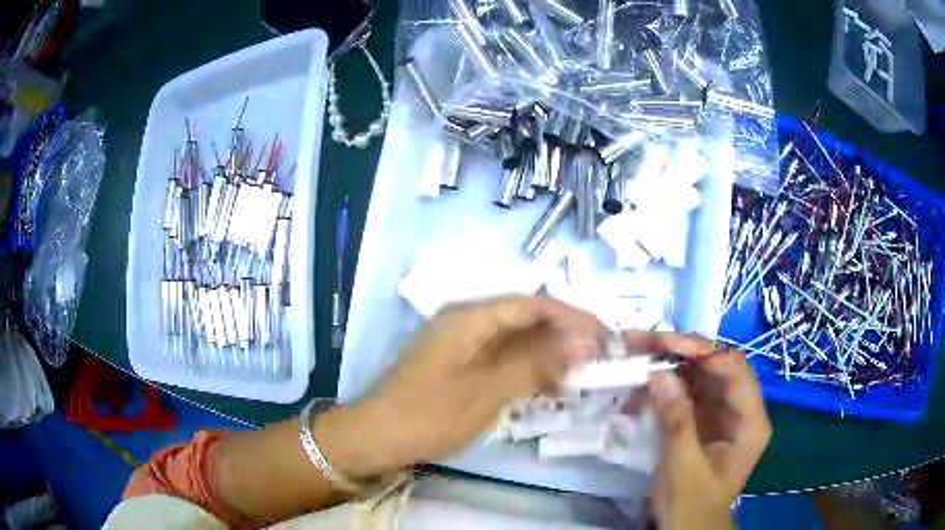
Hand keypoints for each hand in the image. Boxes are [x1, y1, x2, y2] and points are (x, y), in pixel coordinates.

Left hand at [315, 297, 603, 478]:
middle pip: (526, 320)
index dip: (572, 316)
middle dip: (563, 336)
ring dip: (547, 355)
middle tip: (599, 356)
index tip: (604, 333)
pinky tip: (547, 385)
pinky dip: (527, 371)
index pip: (533, 304)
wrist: (375, 439)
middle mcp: (467, 324)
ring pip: (516, 342)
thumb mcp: (486, 391)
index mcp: (470, 318)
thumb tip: (583, 344)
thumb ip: (534, 366)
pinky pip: (502, 361)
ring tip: (581, 372)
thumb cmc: (428, 414)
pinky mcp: (459, 368)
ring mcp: (462, 347)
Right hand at [631, 332, 770, 529]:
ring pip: (702, 374)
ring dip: (673, 362)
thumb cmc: (692, 506)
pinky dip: (667, 382)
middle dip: (684, 351)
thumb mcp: (684, 469)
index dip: (705, 351)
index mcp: (751, 422)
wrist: (687, 528)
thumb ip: (677, 422)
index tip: (668, 344)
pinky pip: (688, 390)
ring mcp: (722, 412)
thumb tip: (659, 374)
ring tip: (642, 351)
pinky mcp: (704, 418)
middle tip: (648, 341)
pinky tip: (646, 378)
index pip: (735, 371)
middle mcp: (741, 409)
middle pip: (718, 366)